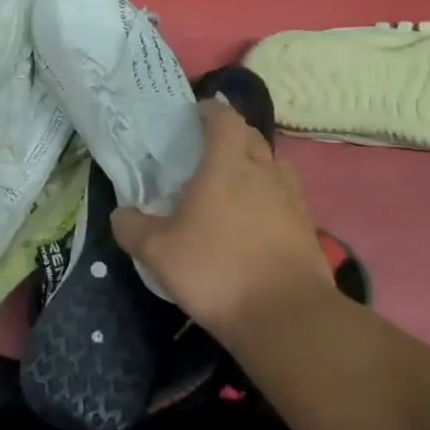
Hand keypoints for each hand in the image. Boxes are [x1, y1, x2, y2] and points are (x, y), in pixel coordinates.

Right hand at [111, 99, 332, 346]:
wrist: (287, 318)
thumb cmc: (216, 271)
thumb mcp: (157, 252)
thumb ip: (132, 227)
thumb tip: (121, 214)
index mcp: (226, 165)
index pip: (224, 119)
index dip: (209, 111)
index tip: (193, 115)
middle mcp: (264, 172)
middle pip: (251, 137)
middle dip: (230, 135)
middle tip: (205, 151)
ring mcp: (292, 200)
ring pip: (273, 167)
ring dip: (254, 166)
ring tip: (231, 185)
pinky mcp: (308, 229)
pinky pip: (285, 198)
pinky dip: (268, 199)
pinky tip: (251, 223)